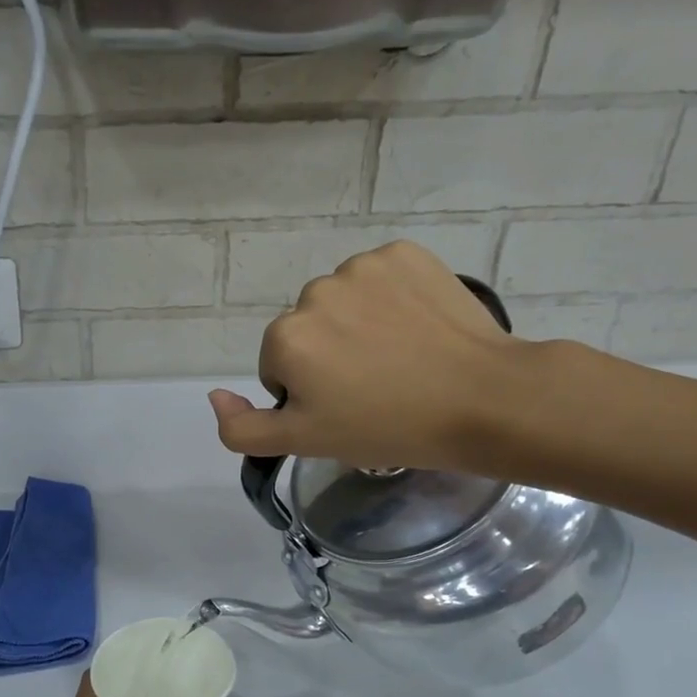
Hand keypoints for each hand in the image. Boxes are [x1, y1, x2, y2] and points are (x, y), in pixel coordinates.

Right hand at [207, 240, 525, 473]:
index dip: (308, 394)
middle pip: (308, 330)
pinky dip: (390, 298)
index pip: (278, 367)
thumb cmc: (387, 428)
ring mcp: (362, 267)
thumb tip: (214, 396)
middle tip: (373, 388)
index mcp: (285, 337)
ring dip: (357, 325)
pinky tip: (416, 327)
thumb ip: (243, 428)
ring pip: (342, 302)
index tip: (345, 409)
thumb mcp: (304, 443)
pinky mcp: (405, 253)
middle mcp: (314, 292)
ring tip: (399, 358)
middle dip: (328, 355)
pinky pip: (379, 277)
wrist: (482, 399)